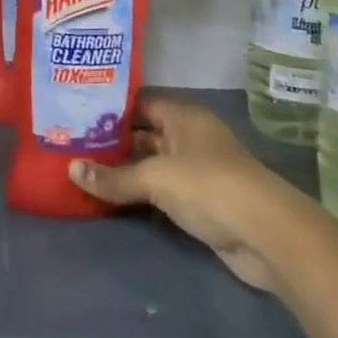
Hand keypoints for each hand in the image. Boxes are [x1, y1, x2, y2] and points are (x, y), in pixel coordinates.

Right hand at [67, 95, 291, 290]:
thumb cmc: (209, 187)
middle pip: (144, 133)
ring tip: (82, 170)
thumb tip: (71, 169)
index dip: (109, 108)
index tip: (75, 114)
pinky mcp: (200, 200)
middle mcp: (189, 135)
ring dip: (124, 170)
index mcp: (182, 115)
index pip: (138, 102)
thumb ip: (113, 177)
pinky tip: (111, 197)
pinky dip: (139, 193)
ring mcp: (196, 169)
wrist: (266, 235)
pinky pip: (161, 189)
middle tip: (70, 145)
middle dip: (111, 141)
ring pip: (151, 163)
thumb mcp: (156, 178)